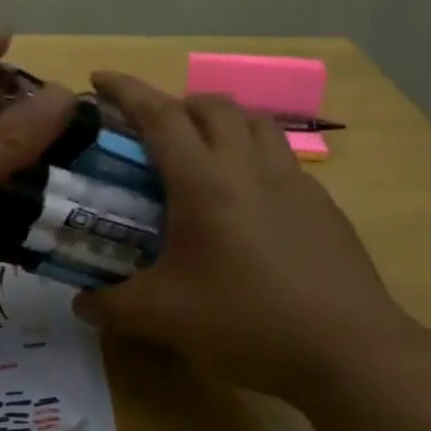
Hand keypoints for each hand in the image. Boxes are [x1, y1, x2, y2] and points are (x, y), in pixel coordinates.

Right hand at [74, 73, 430, 404]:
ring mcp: (292, 181)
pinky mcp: (320, 204)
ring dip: (218, 119)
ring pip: (252, 121)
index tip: (98, 79)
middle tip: (149, 130)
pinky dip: (250, 151)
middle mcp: (248, 167)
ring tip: (198, 149)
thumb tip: (80, 303)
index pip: (158, 115)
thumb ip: (111, 305)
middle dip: (173, 103)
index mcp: (204, 182)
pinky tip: (244, 196)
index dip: (125, 91)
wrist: (350, 351)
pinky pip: (278, 154)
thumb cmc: (247, 321)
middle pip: (210, 105)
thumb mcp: (164, 317)